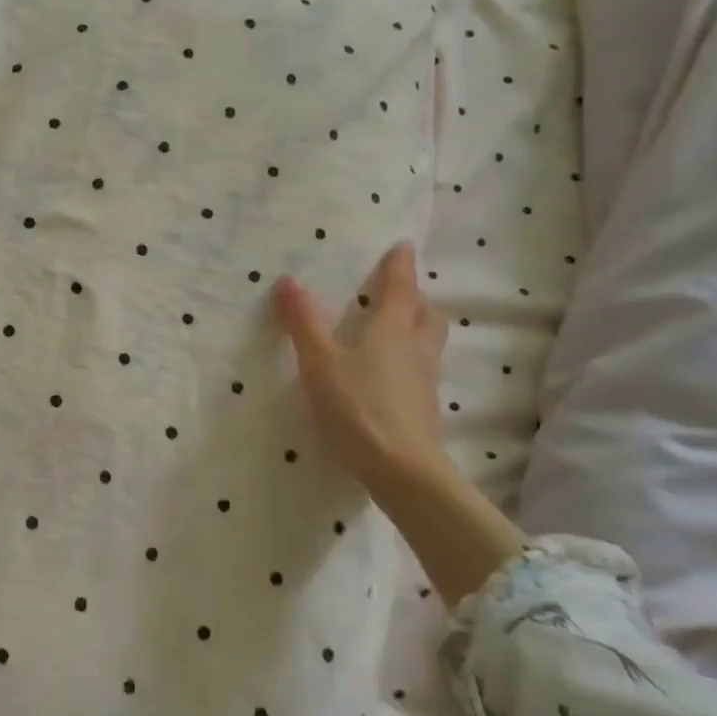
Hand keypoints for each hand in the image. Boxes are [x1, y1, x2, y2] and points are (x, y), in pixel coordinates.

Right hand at [273, 242, 450, 500]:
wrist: (401, 469)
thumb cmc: (358, 406)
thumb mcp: (320, 361)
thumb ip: (303, 322)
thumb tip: (287, 280)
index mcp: (393, 329)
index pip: (401, 288)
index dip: (400, 266)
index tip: (403, 246)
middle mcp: (416, 348)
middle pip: (427, 314)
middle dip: (416, 299)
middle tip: (400, 292)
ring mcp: (425, 380)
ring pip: (428, 343)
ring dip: (417, 328)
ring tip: (396, 329)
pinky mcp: (424, 408)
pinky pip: (421, 369)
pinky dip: (410, 360)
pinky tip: (390, 373)